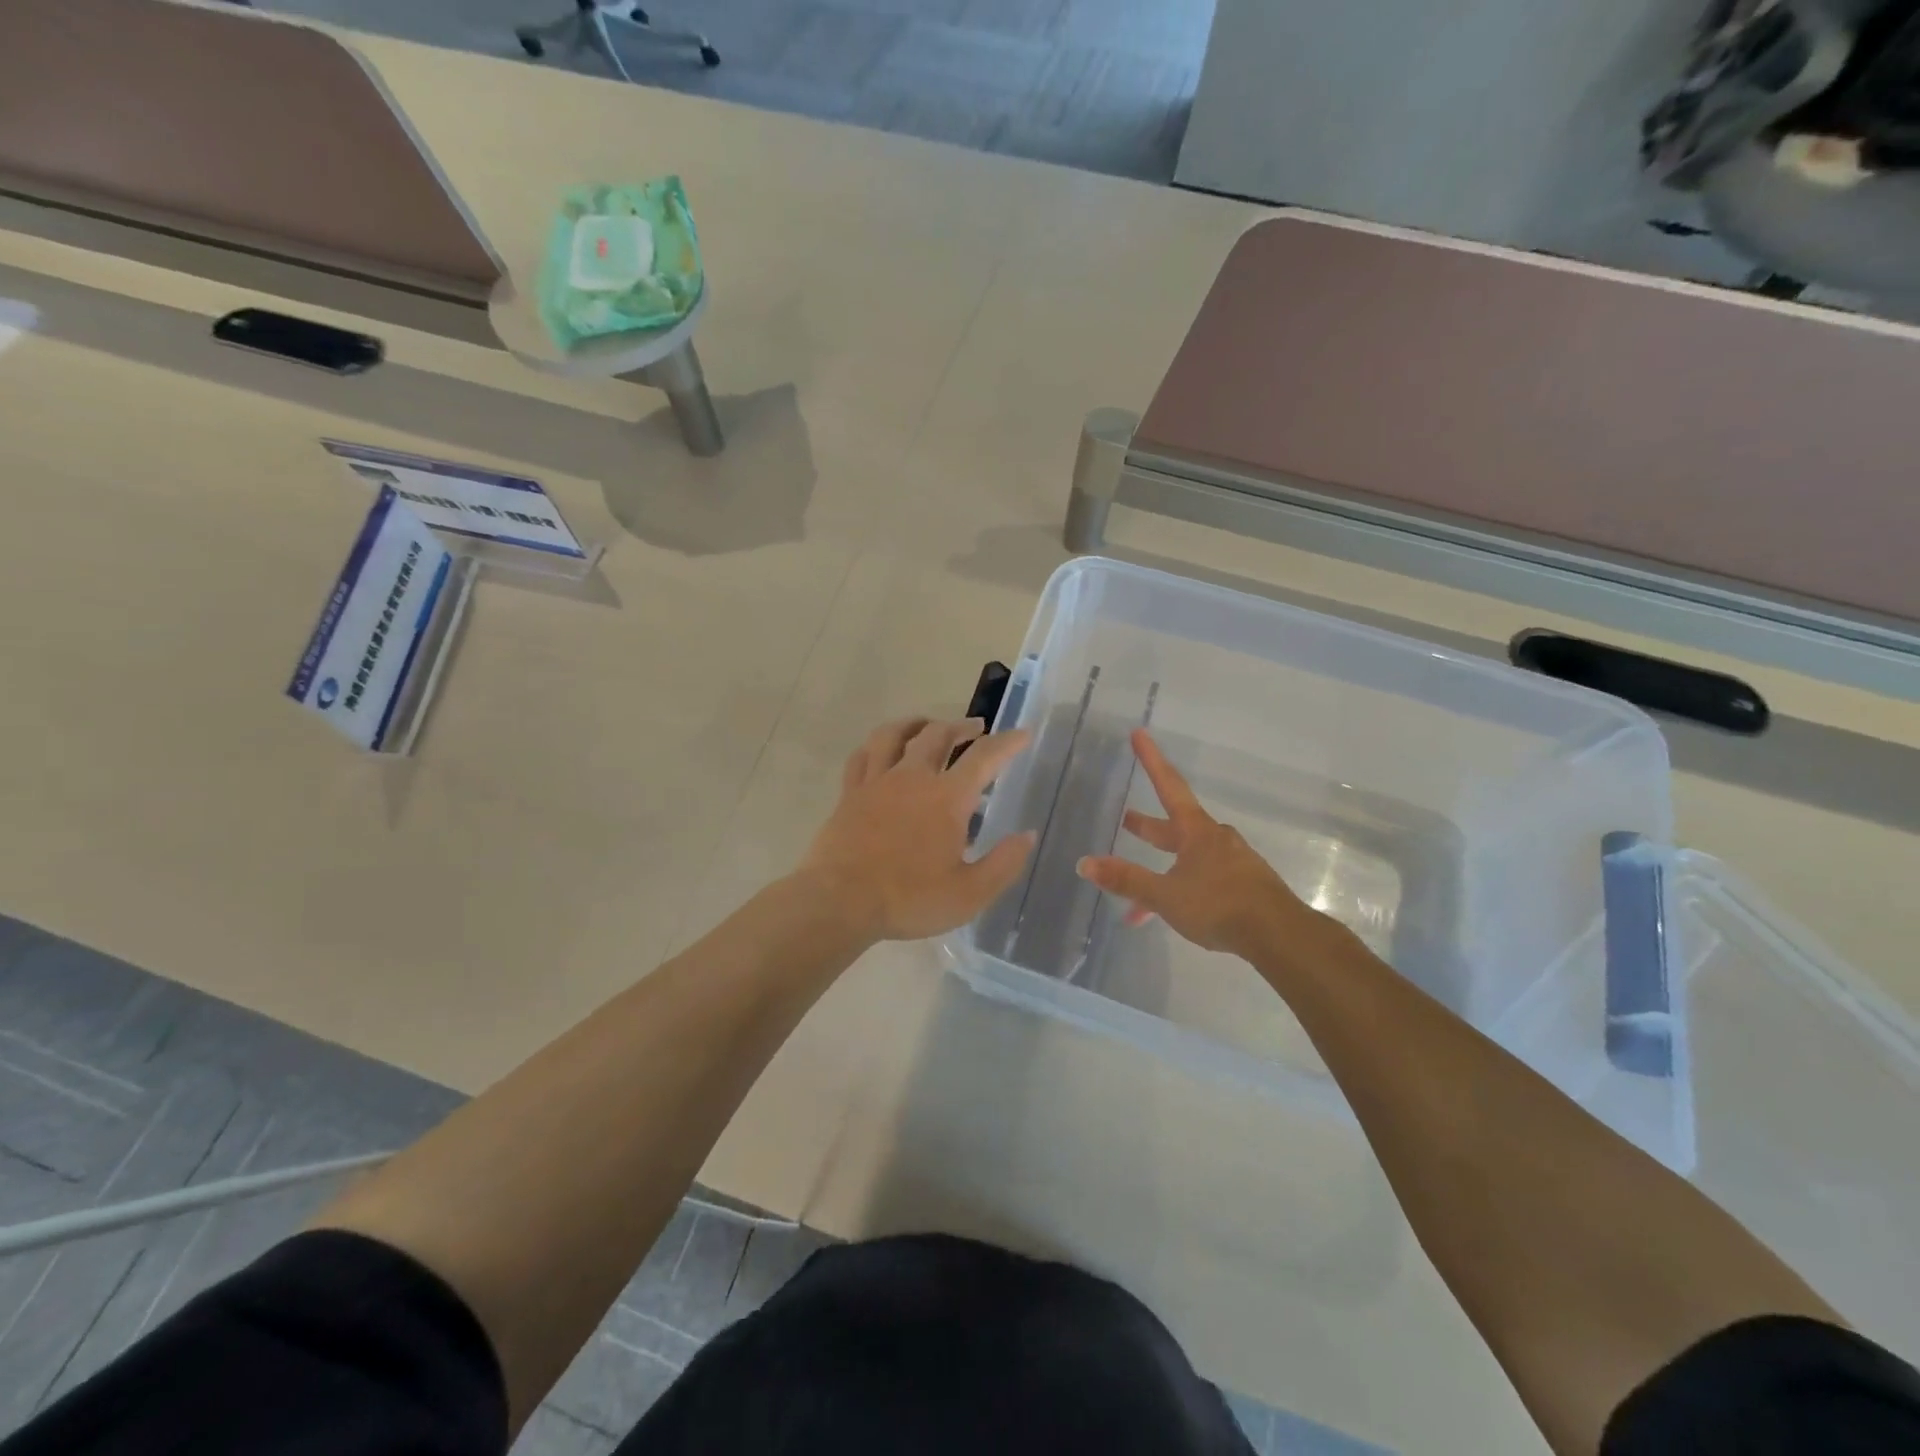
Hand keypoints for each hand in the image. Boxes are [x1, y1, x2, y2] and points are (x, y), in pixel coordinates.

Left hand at [799, 717, 1035, 944]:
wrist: (840, 902)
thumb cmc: (909, 899)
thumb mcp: (969, 894)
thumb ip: (1003, 863)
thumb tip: (1027, 835)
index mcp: (947, 798)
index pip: (984, 757)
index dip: (1007, 742)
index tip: (1023, 734)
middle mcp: (912, 777)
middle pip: (938, 734)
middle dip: (961, 726)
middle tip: (975, 728)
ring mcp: (877, 782)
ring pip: (895, 734)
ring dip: (916, 724)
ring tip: (927, 725)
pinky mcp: (850, 793)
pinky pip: (862, 756)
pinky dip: (877, 745)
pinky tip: (881, 748)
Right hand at [1076, 730, 1320, 959]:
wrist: (1279, 935)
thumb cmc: (1219, 905)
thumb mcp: (1165, 895)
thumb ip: (1127, 880)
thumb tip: (1084, 863)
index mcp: (1195, 831)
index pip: (1168, 785)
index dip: (1151, 759)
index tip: (1139, 733)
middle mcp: (1215, 839)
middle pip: (1175, 825)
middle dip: (1148, 826)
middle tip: (1126, 818)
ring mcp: (1232, 862)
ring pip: (1187, 859)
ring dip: (1161, 869)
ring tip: (1139, 894)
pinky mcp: (1243, 886)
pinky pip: (1202, 881)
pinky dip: (1181, 890)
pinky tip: (1173, 914)